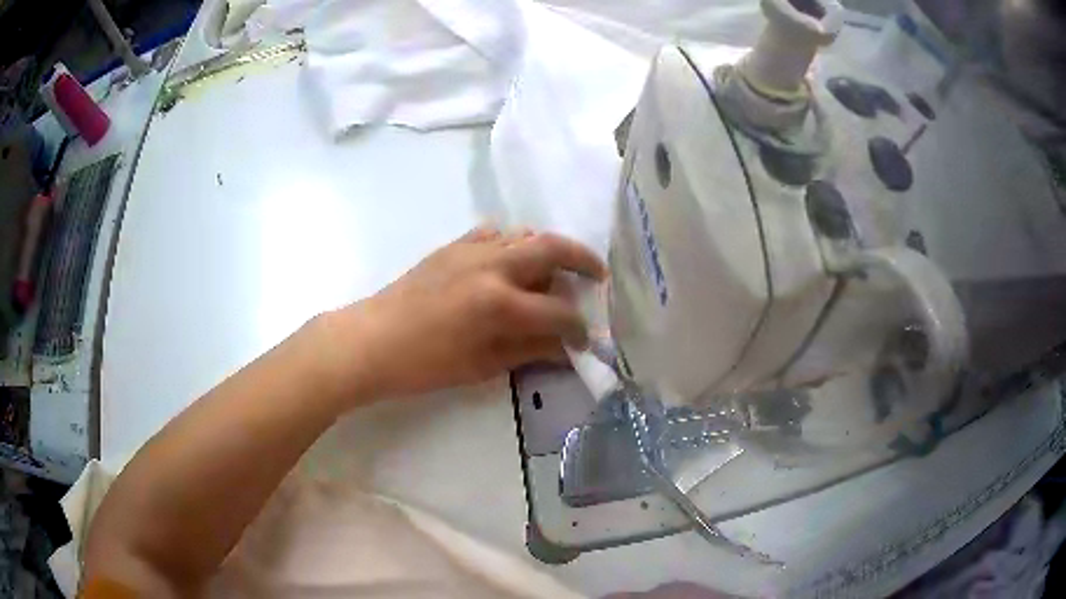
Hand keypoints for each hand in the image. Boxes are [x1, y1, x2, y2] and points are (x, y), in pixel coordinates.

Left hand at [324, 227, 606, 401]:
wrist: (370, 341)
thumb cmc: (423, 364)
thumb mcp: (481, 366)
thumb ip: (527, 350)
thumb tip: (563, 347)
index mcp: (500, 302)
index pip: (557, 311)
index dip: (578, 328)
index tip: (584, 340)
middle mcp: (492, 265)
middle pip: (552, 248)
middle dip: (583, 259)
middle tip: (597, 274)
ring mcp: (471, 250)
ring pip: (524, 234)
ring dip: (548, 248)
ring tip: (556, 269)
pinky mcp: (452, 247)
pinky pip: (493, 233)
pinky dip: (512, 242)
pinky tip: (510, 261)